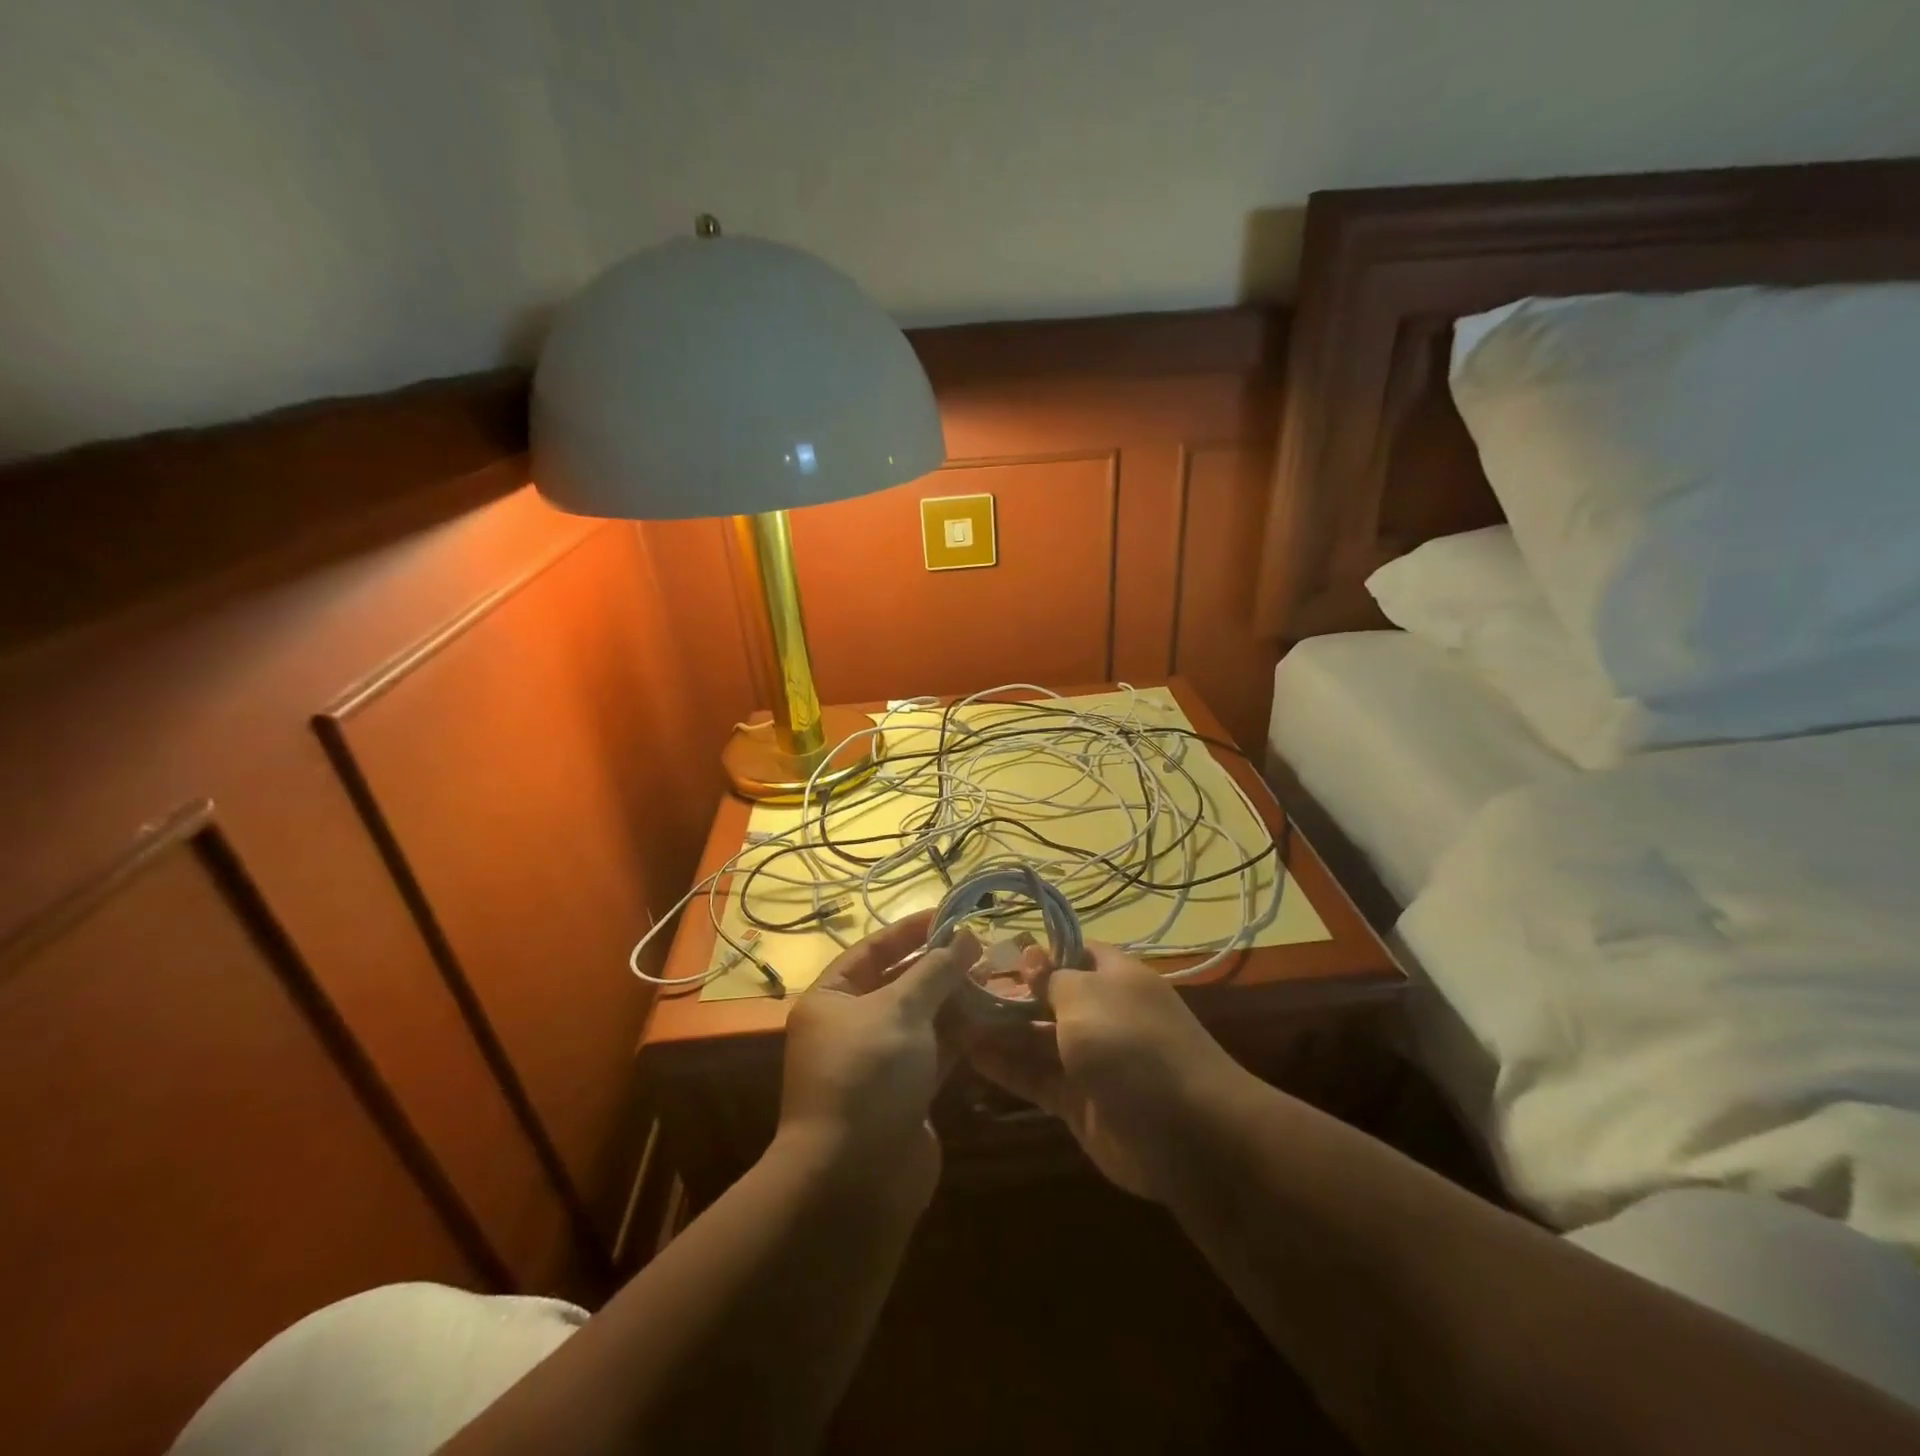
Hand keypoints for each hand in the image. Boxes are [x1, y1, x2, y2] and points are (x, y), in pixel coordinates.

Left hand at [778, 911, 980, 1208]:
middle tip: (984, 946)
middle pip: (900, 983)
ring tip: (997, 975)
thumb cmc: (868, 1074)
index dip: (910, 931)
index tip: (951, 915)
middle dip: (940, 966)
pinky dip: (962, 1034)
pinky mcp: (907, 1092)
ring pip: (923, 1018)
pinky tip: (994, 1016)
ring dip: (956, 999)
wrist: (857, 1178)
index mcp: (831, 999)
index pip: (872, 950)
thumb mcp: (900, 1009)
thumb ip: (935, 971)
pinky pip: (936, 1051)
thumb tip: (965, 936)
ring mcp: (881, 1062)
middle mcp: (852, 1027)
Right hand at [965, 941, 1242, 1200]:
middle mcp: (1100, 1013)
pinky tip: (968, 1056)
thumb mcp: (1088, 997)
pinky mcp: (1077, 1101)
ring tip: (948, 1019)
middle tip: (953, 989)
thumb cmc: (1133, 1045)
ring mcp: (1089, 1059)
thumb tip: (1030, 954)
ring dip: (997, 1030)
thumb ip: (1052, 978)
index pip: (1068, 952)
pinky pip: (1035, 1077)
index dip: (1032, 951)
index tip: (987, 952)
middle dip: (1005, 992)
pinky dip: (1005, 1067)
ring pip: (1035, 1038)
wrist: (1187, 1134)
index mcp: (1112, 977)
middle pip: (1046, 996)